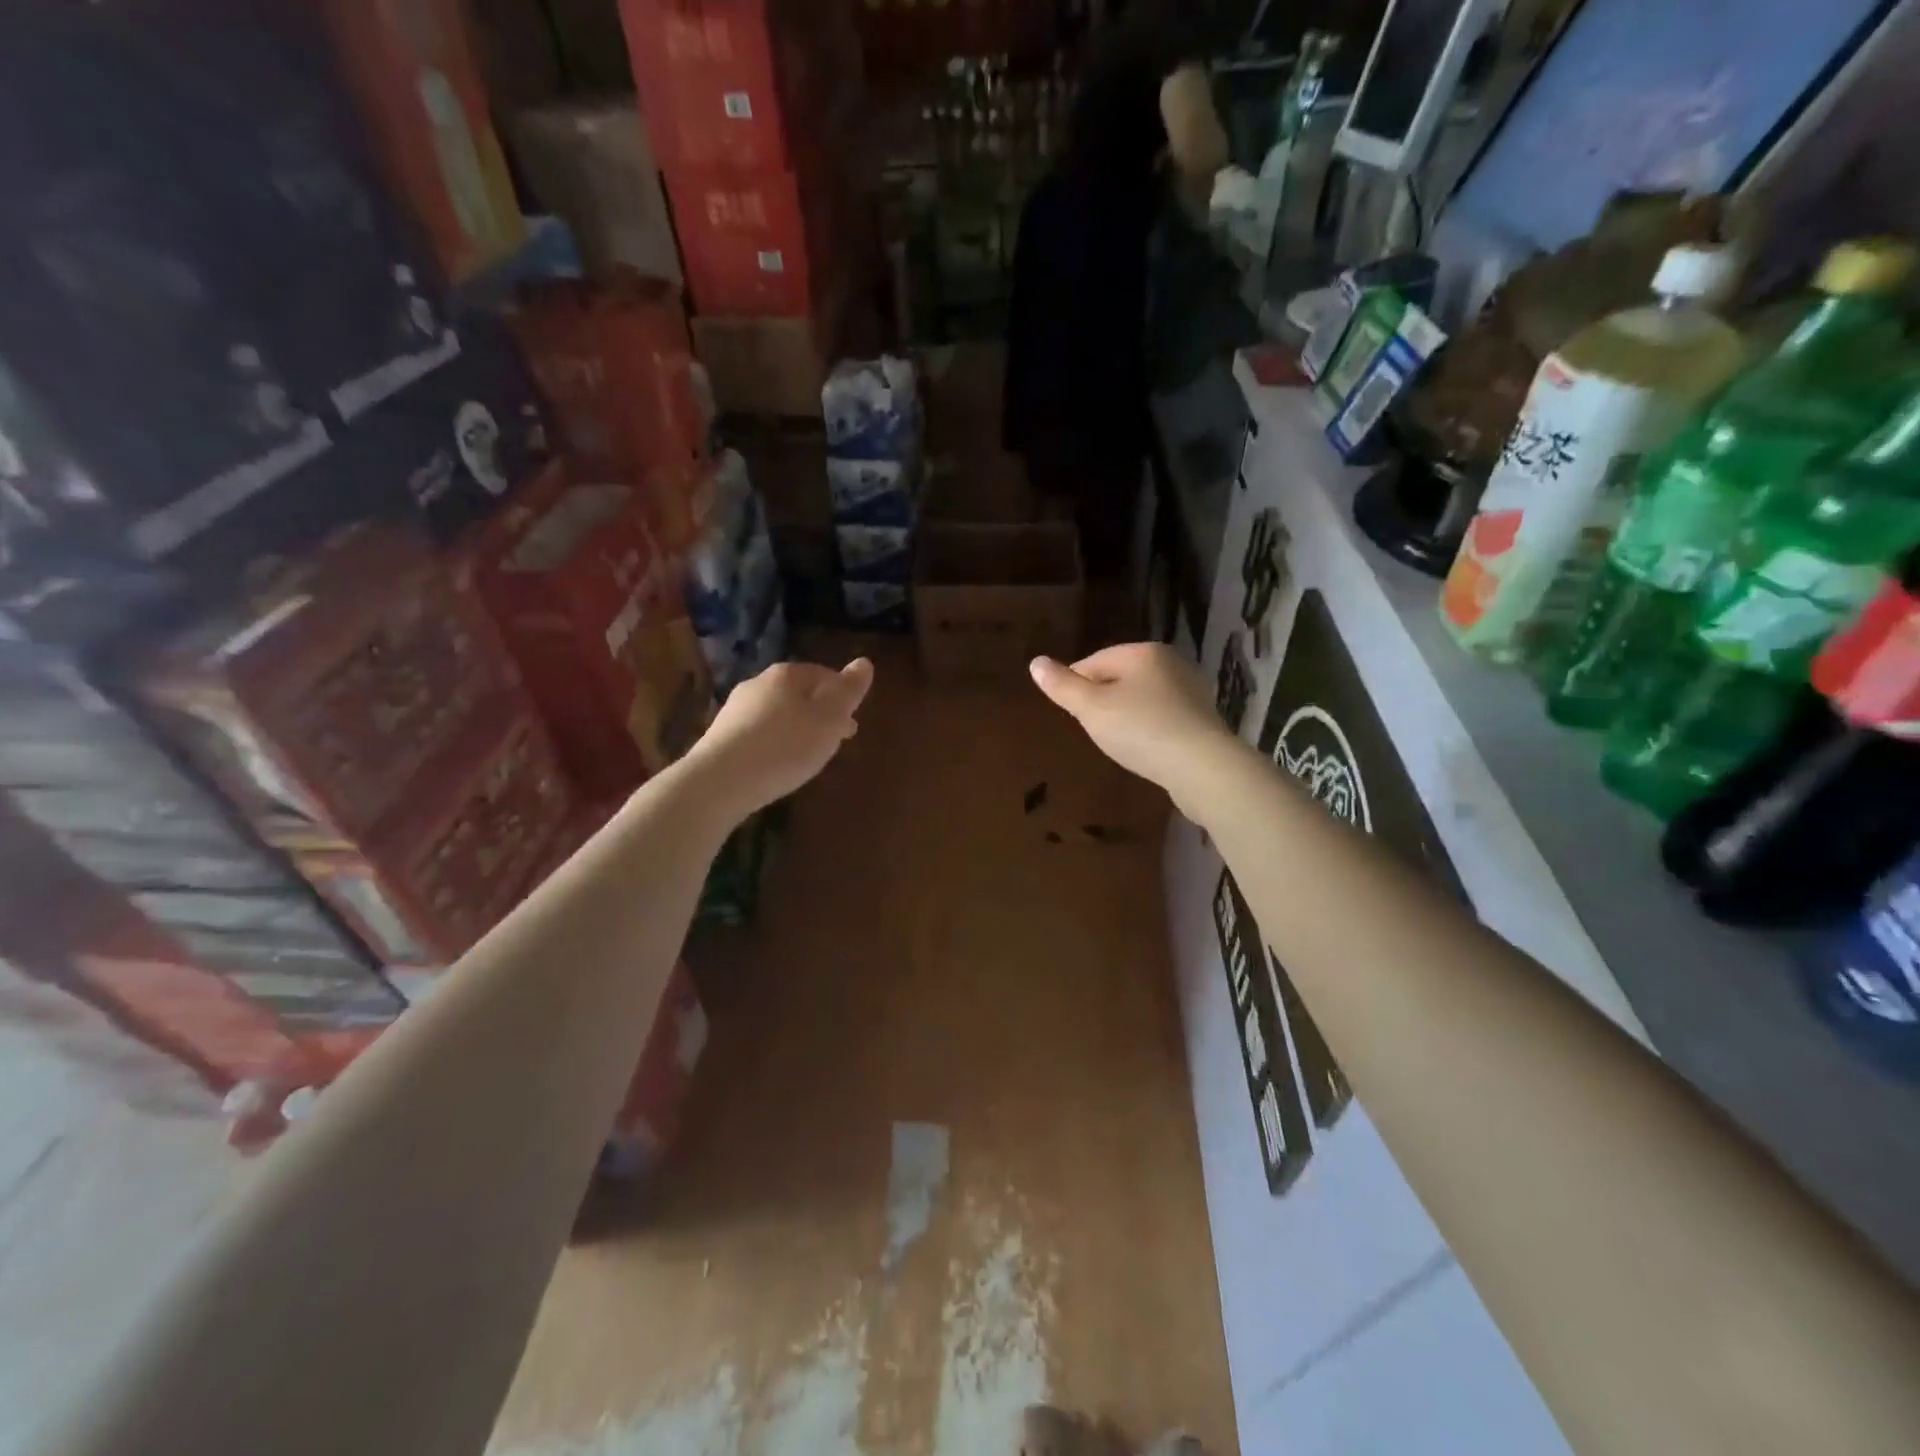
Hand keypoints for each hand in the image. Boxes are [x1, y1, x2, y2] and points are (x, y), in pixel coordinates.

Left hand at [682, 658, 874, 821]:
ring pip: (777, 713)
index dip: (842, 696)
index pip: (823, 674)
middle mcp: (758, 684)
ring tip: (809, 755)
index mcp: (787, 675)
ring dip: (797, 729)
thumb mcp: (828, 720)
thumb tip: (864, 662)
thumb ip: (848, 692)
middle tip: (835, 739)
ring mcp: (735, 709)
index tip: (852, 721)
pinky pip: (758, 733)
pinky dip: (775, 743)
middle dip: (819, 713)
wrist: (719, 782)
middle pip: (798, 694)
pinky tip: (778, 764)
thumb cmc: (784, 747)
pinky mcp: (720, 736)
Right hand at [1029, 644, 1238, 817]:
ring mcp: (1191, 689)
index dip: (1075, 685)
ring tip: (1116, 740)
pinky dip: (1149, 726)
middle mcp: (1171, 662)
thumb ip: (1063, 686)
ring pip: (1143, 696)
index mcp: (1143, 652)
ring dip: (1126, 713)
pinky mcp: (1203, 717)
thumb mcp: (1092, 709)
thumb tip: (1035, 662)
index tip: (1068, 712)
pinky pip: (1163, 715)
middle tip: (1090, 728)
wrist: (1202, 767)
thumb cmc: (1141, 730)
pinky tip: (1144, 746)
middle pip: (1121, 676)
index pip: (1095, 661)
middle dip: (1102, 698)